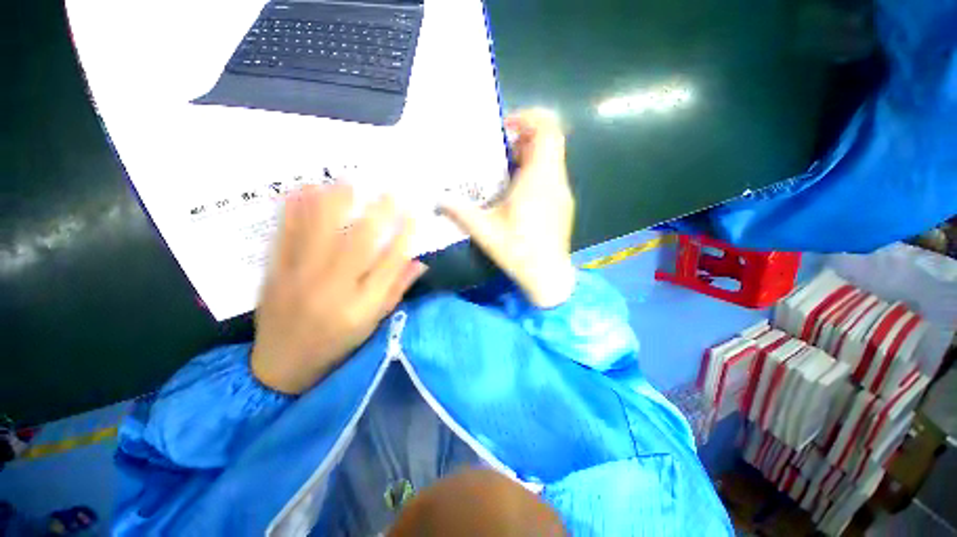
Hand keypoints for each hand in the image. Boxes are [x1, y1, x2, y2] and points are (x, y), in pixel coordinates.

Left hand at [251, 185, 427, 394]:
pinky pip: (286, 235)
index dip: (405, 237)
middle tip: (390, 191)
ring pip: (320, 232)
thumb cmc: (336, 346)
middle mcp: (332, 289)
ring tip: (349, 181)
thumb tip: (420, 262)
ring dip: (336, 203)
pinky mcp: (275, 273)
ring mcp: (299, 278)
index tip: (414, 215)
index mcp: (360, 306)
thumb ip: (396, 290)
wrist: (281, 366)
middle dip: (378, 214)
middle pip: (359, 243)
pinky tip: (304, 189)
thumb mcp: (373, 323)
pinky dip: (294, 210)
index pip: (389, 264)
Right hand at [441, 109, 575, 307]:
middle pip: (550, 141)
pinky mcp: (563, 205)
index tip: (505, 129)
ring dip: (529, 157)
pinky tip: (516, 193)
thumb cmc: (518, 251)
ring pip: (551, 159)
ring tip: (504, 172)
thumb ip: (460, 212)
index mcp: (539, 179)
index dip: (528, 119)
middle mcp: (555, 180)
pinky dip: (535, 173)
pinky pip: (551, 176)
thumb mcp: (485, 231)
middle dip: (525, 137)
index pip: (547, 130)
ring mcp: (562, 193)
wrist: (548, 276)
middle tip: (500, 151)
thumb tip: (438, 199)